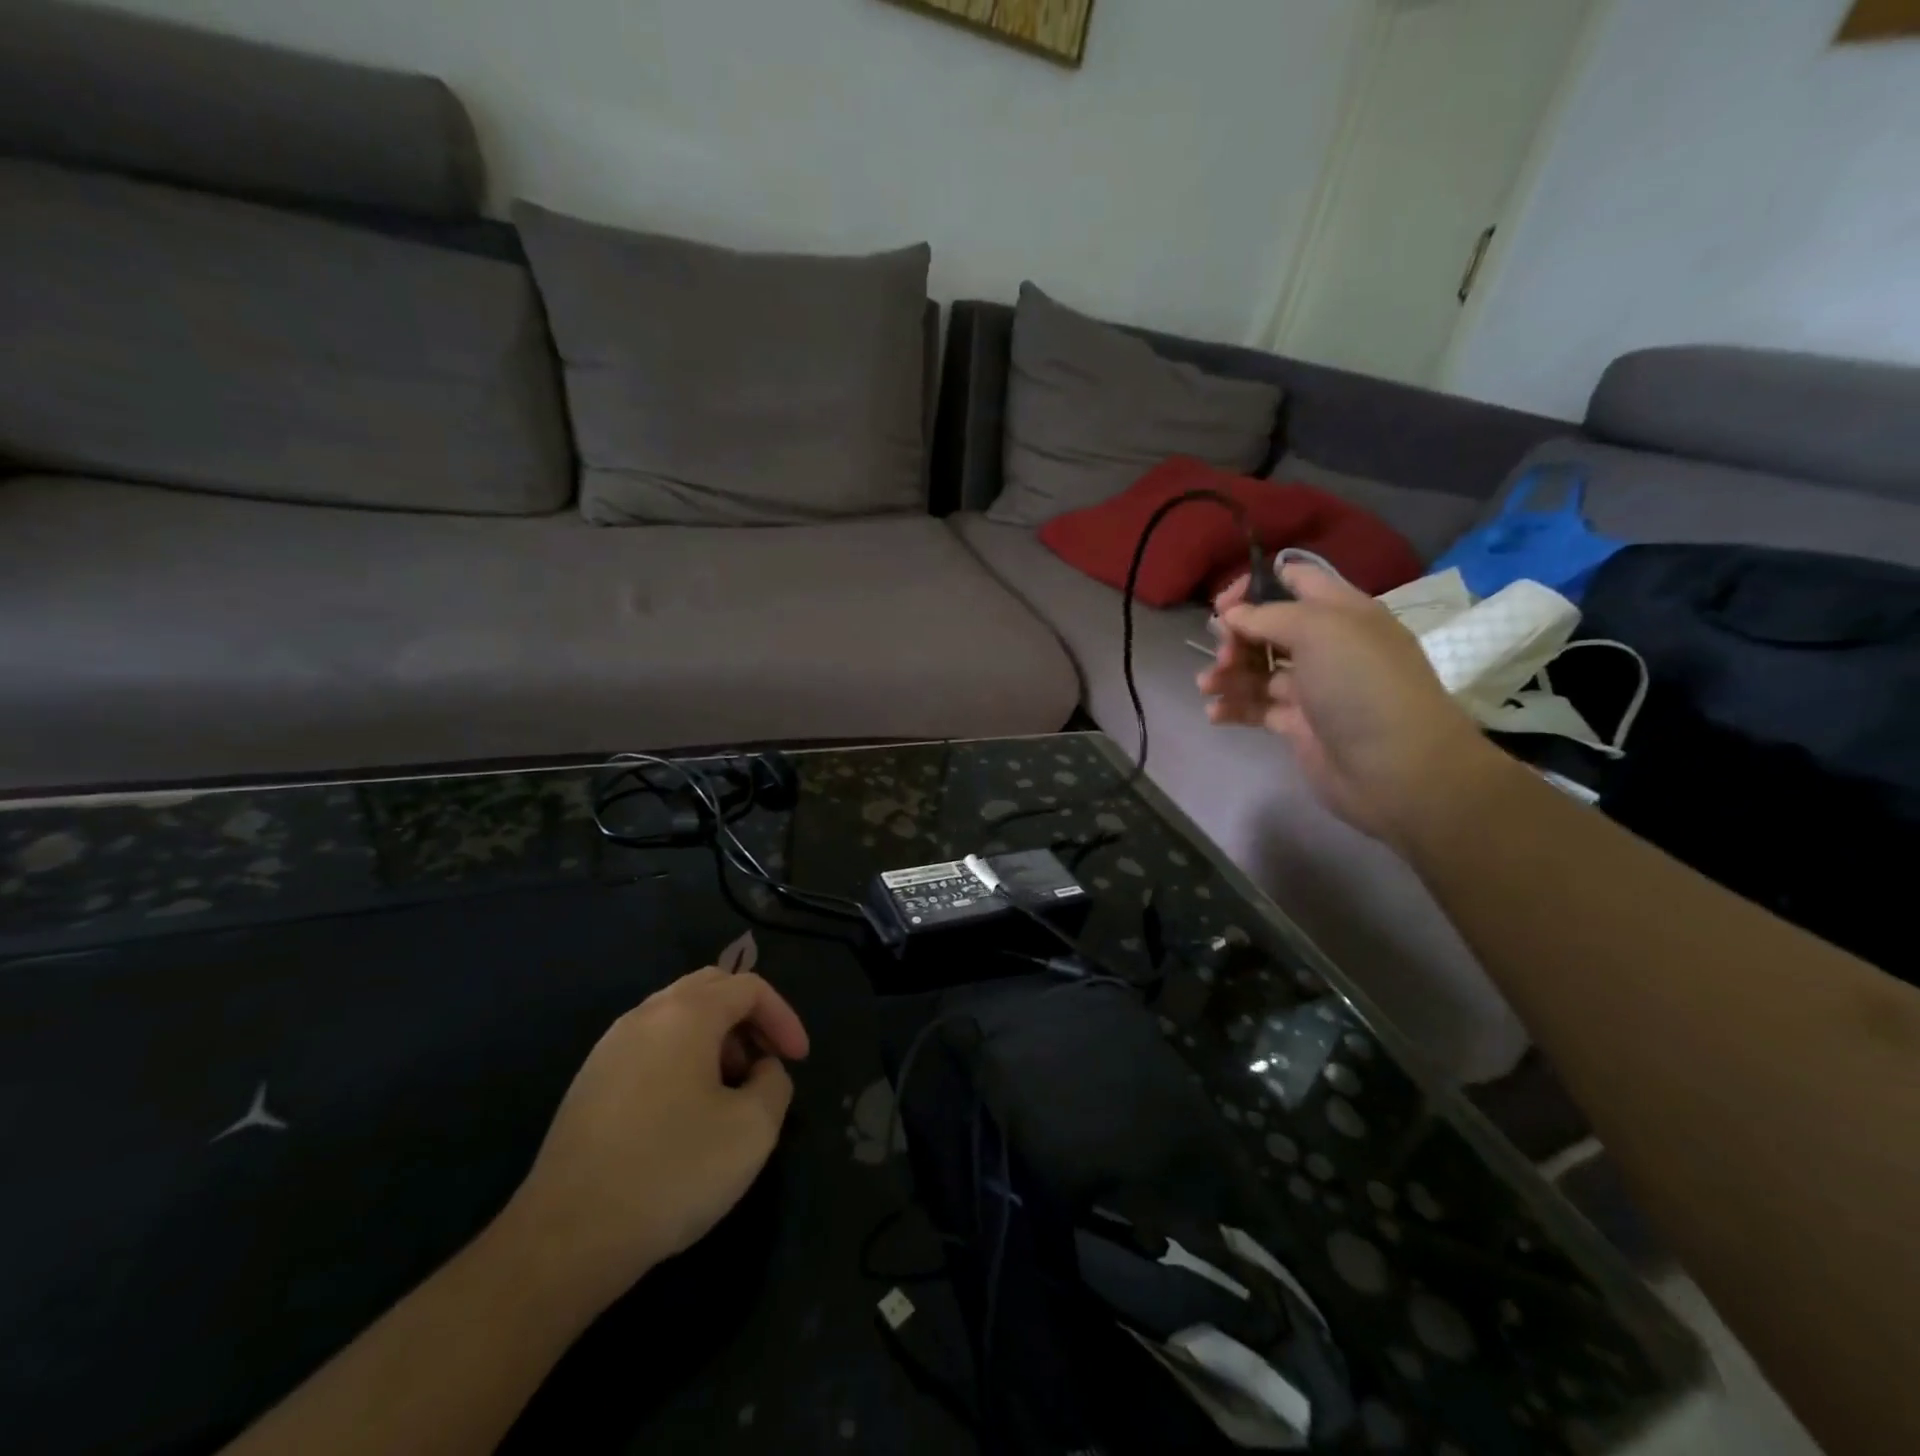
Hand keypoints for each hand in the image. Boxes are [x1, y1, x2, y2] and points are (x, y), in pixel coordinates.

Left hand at [496, 969, 809, 1315]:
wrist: (565, 1239)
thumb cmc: (671, 1172)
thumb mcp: (753, 1129)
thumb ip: (774, 1084)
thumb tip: (761, 1072)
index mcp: (686, 1014)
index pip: (748, 987)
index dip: (783, 1017)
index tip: (799, 1060)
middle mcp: (645, 1015)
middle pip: (710, 988)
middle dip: (748, 1019)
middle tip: (766, 1062)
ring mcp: (610, 1047)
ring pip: (677, 1016)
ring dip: (715, 1039)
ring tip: (730, 1091)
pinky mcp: (590, 1081)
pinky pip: (650, 1046)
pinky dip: (682, 1058)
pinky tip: (686, 1111)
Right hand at [1198, 565, 1493, 844]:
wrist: (1395, 769)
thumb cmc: (1361, 685)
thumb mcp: (1320, 631)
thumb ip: (1270, 615)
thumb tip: (1233, 615)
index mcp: (1342, 613)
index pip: (1296, 580)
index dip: (1256, 586)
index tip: (1223, 605)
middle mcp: (1327, 646)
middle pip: (1269, 628)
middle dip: (1236, 636)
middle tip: (1223, 654)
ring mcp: (1313, 688)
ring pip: (1257, 669)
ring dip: (1227, 673)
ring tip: (1208, 687)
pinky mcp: (1298, 725)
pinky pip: (1257, 707)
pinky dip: (1233, 707)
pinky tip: (1215, 713)